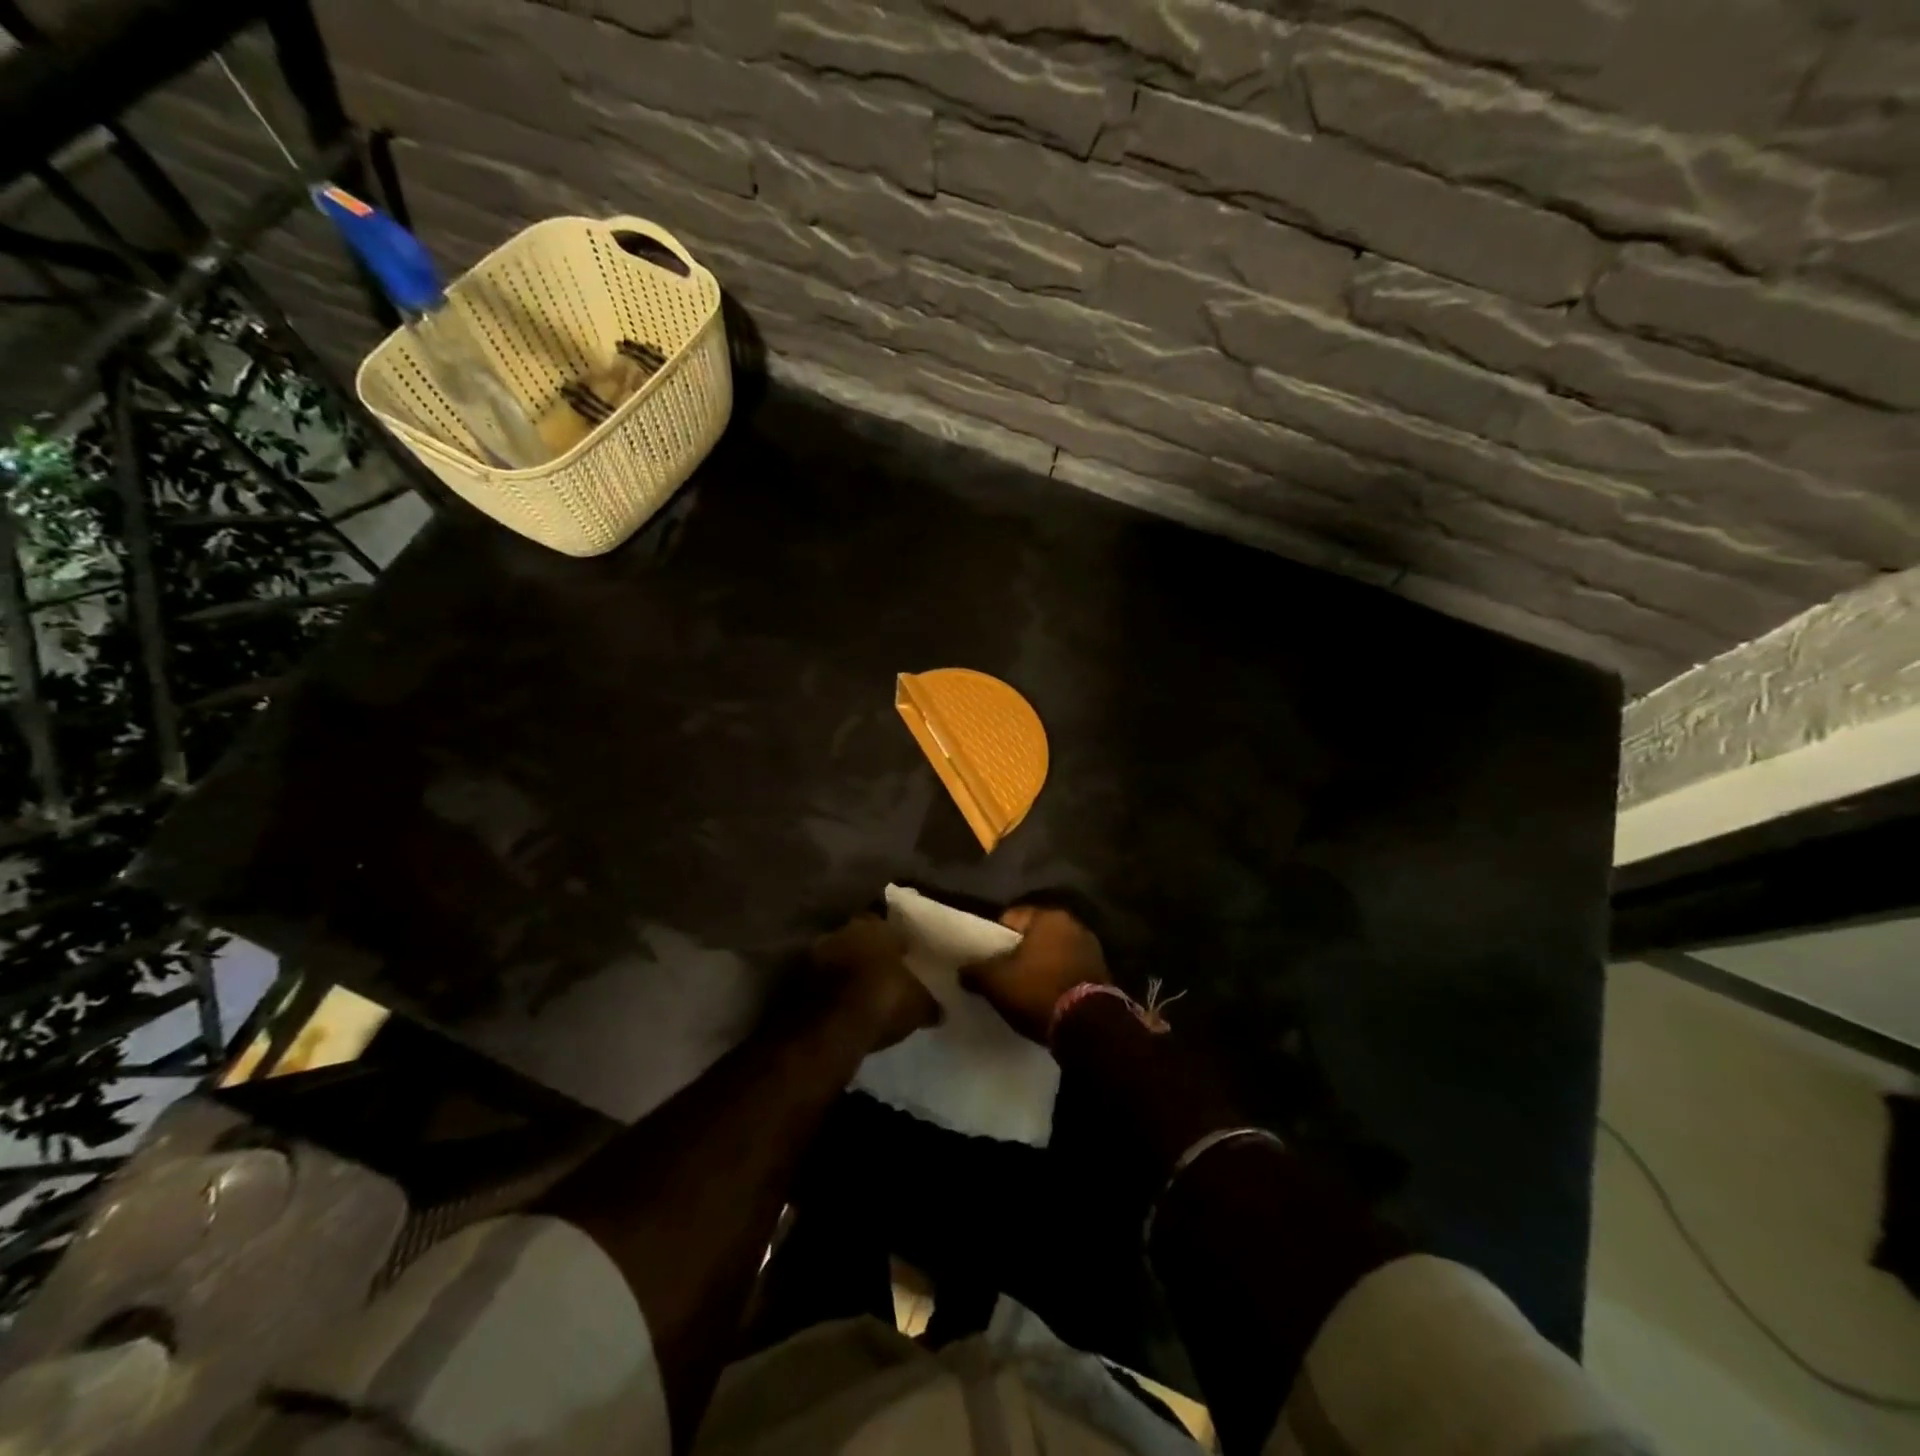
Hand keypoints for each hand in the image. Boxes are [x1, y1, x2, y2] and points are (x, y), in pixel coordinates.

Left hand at [810, 914, 940, 1051]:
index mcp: (874, 924)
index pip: (889, 923)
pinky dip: (832, 991)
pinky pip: (822, 981)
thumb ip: (929, 1001)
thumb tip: (940, 1009)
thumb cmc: (882, 1001)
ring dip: (848, 971)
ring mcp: (816, 954)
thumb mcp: (919, 1005)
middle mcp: (842, 930)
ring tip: (864, 993)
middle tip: (885, 973)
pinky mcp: (797, 981)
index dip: (898, 940)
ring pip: (839, 957)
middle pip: (861, 938)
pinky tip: (844, 1008)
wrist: (828, 1031)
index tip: (907, 956)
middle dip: (870, 953)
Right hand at [961, 905, 1109, 1043]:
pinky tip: (1046, 997)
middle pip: (1034, 935)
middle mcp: (1073, 924)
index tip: (986, 958)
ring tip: (1024, 989)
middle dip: (1019, 952)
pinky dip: (1057, 978)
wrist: (1089, 1026)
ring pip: (1053, 952)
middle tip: (1003, 974)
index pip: (1011, 917)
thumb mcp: (997, 982)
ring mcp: (1091, 948)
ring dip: (1040, 966)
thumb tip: (962, 970)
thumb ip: (975, 971)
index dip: (994, 937)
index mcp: (1048, 917)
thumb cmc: (1038, 991)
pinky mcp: (1101, 972)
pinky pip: (1068, 969)